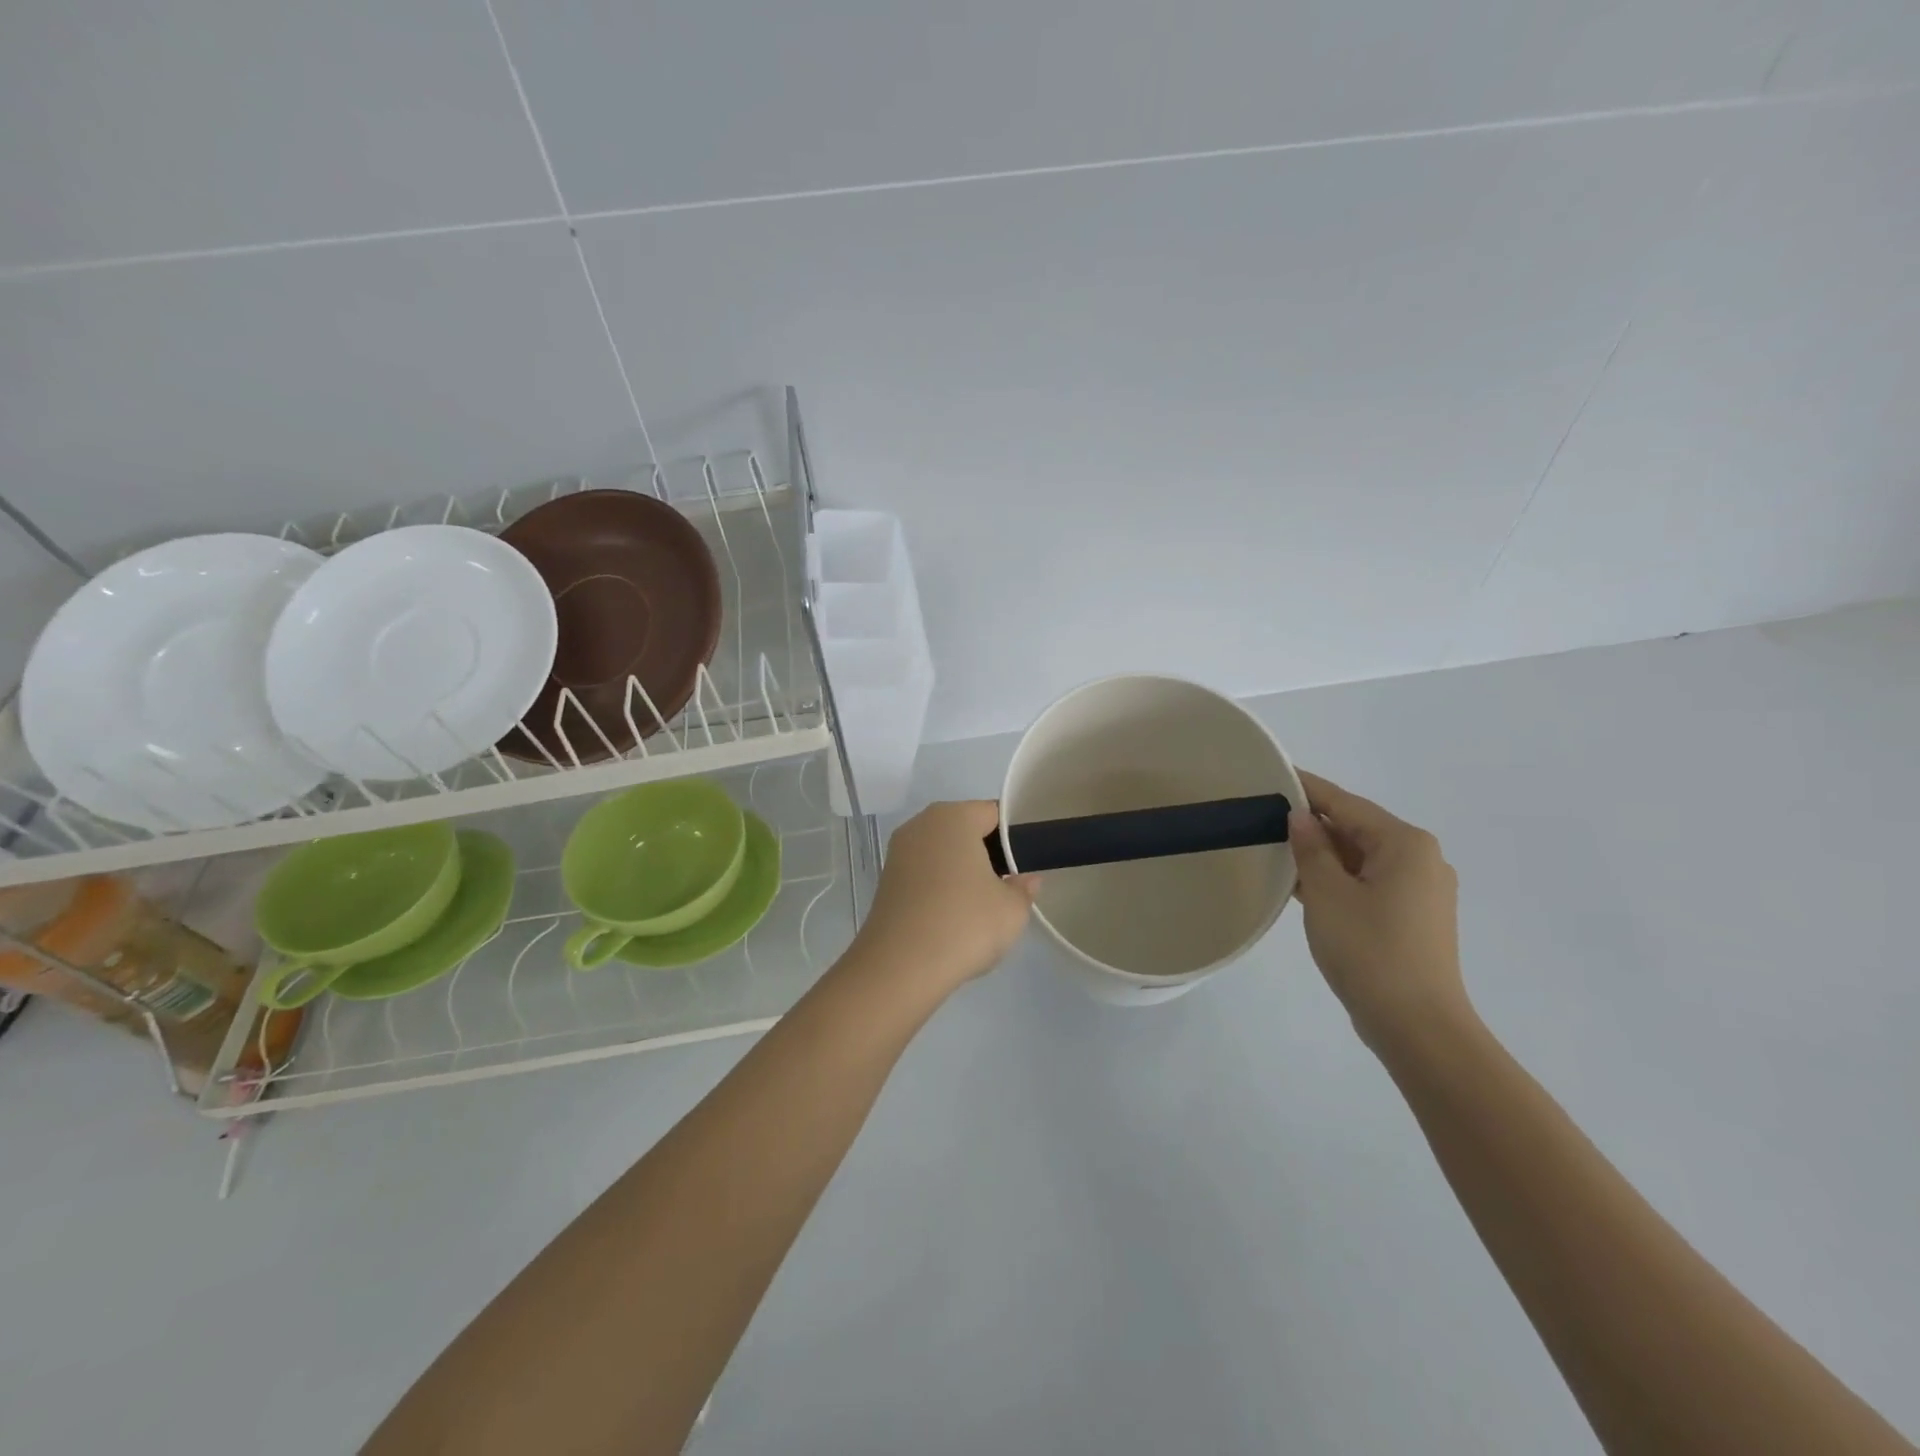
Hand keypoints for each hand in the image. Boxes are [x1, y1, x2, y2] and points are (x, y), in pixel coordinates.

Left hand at [851, 800, 1040, 997]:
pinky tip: (951, 918)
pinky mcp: (886, 880)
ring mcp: (899, 852)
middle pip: (964, 829)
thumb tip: (1026, 880)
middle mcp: (921, 824)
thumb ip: (1023, 888)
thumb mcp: (1011, 910)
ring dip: (960, 872)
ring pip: (942, 853)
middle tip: (1006, 887)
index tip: (1025, 865)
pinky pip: (923, 873)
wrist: (900, 967)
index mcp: (953, 817)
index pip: (993, 813)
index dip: (1014, 837)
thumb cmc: (964, 924)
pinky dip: (939, 888)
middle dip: (986, 853)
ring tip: (978, 907)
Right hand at [1290, 770, 1470, 1051]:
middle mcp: (1420, 859)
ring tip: (1274, 850)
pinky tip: (1301, 885)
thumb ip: (1311, 848)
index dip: (1306, 789)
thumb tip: (1300, 817)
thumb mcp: (1327, 894)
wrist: (1416, 1026)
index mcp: (1405, 844)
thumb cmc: (1369, 950)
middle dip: (1312, 825)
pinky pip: (1368, 884)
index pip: (1345, 804)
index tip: (1272, 775)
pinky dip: (1337, 880)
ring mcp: (1420, 891)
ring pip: (1360, 858)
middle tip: (1263, 818)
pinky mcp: (1412, 918)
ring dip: (1322, 856)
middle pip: (1356, 829)